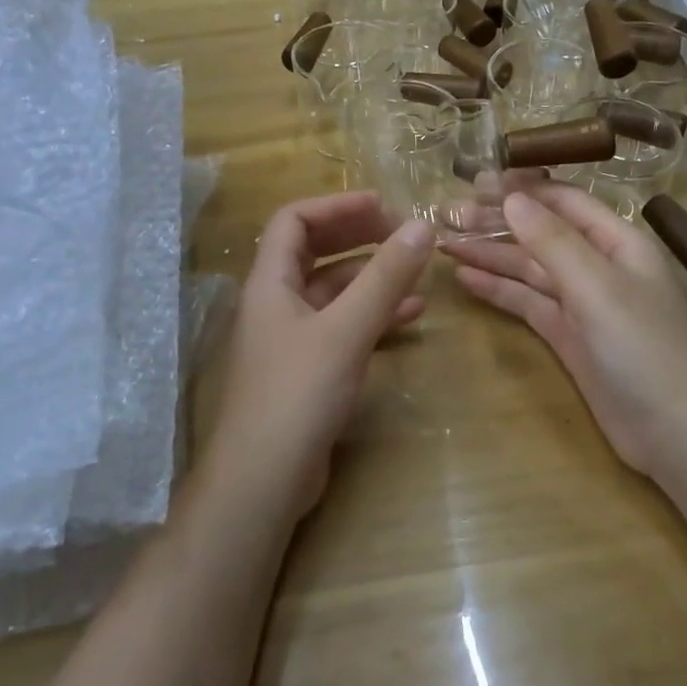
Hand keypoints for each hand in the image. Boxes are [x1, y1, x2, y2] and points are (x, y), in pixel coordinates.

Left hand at [210, 192, 433, 516]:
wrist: (263, 480)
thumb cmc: (297, 394)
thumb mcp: (346, 330)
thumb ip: (384, 278)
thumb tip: (422, 227)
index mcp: (270, 282)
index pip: (294, 220)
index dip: (337, 205)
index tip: (383, 205)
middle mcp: (276, 302)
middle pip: (315, 251)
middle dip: (358, 237)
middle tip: (403, 233)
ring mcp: (291, 337)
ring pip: (333, 291)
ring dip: (372, 277)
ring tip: (417, 272)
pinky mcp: (308, 368)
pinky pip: (342, 326)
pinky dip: (373, 315)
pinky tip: (410, 316)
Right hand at [441, 184, 686, 478]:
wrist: (674, 432)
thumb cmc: (643, 347)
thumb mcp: (598, 287)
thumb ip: (553, 242)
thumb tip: (512, 198)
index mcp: (617, 242)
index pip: (564, 201)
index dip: (522, 189)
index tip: (475, 181)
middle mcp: (598, 265)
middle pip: (541, 233)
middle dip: (496, 222)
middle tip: (447, 214)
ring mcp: (582, 303)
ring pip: (529, 268)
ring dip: (490, 255)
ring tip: (444, 243)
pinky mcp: (567, 336)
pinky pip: (528, 302)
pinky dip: (499, 290)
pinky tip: (465, 279)